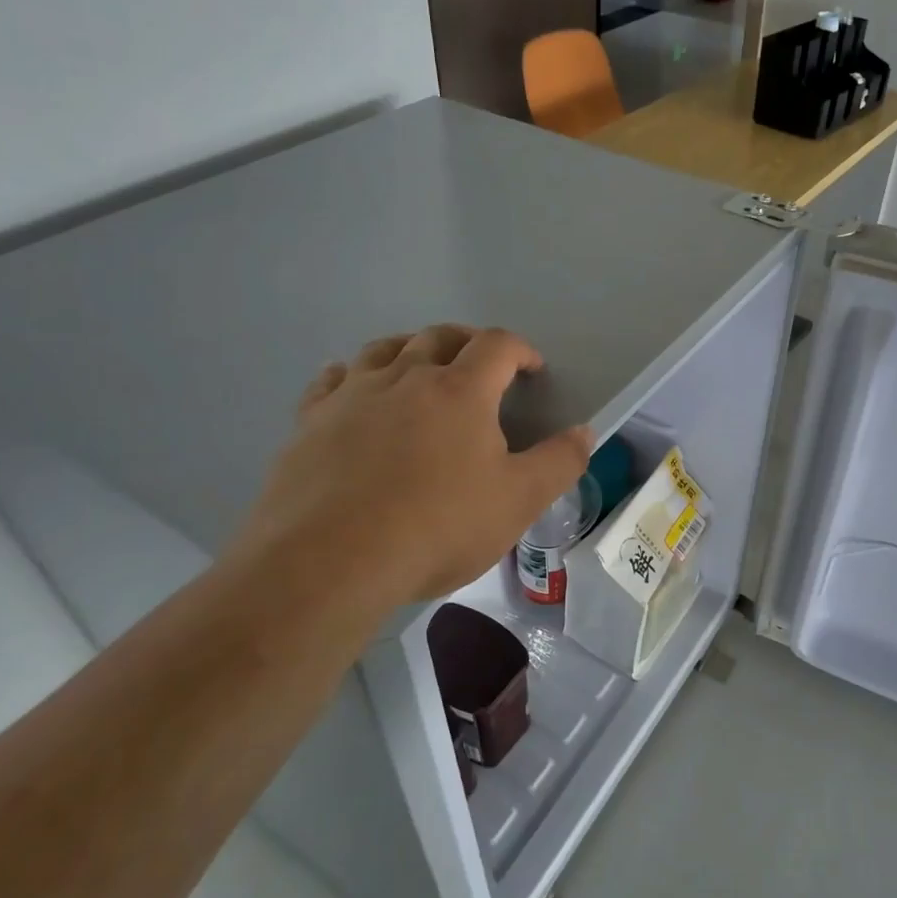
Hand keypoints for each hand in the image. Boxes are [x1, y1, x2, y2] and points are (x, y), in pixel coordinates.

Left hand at [229, 325, 592, 623]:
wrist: (331, 561)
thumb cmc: (437, 528)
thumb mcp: (519, 502)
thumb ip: (559, 463)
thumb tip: (585, 432)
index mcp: (461, 390)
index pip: (497, 346)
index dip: (521, 350)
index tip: (532, 369)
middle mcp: (406, 377)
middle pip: (439, 336)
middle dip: (467, 342)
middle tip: (480, 365)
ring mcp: (353, 395)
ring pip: (384, 349)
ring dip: (410, 349)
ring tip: (420, 369)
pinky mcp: (311, 421)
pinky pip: (332, 380)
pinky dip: (352, 375)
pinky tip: (353, 389)